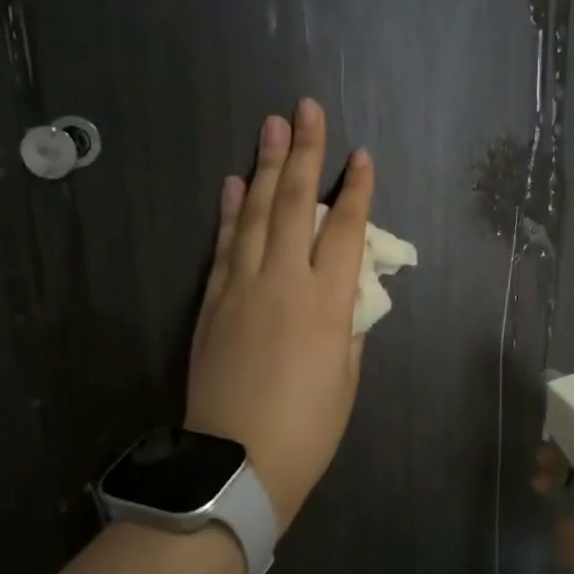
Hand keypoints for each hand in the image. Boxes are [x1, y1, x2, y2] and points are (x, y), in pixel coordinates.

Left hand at [186, 99, 373, 525]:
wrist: (236, 464)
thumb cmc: (308, 430)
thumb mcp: (346, 381)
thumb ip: (351, 328)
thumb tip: (349, 294)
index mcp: (327, 304)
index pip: (345, 232)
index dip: (356, 191)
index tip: (362, 156)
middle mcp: (283, 283)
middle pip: (294, 206)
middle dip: (304, 154)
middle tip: (305, 109)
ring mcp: (241, 289)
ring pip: (254, 216)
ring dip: (264, 168)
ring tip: (271, 127)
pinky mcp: (211, 304)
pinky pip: (223, 247)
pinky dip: (229, 213)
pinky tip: (234, 184)